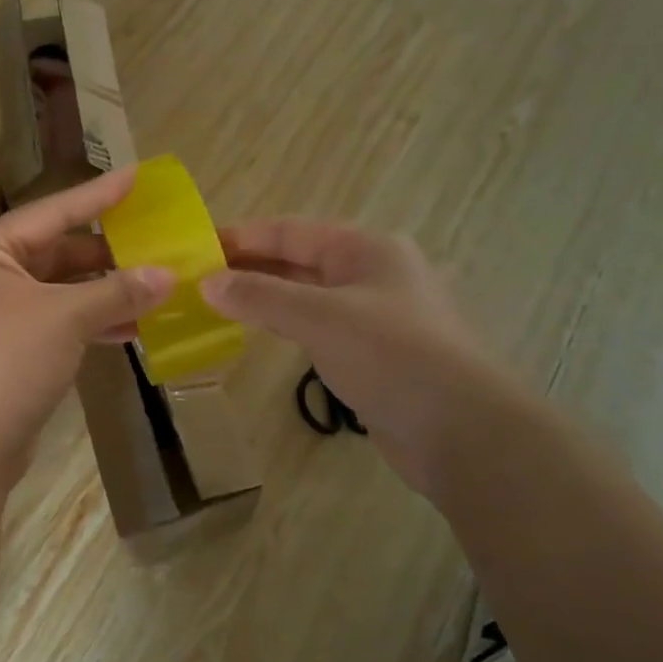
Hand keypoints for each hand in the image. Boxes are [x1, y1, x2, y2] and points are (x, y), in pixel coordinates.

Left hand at [0, 169, 174, 485]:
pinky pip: (54, 325)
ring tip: (154, 289)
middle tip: (156, 245)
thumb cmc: (3, 366)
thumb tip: (168, 274)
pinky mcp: (6, 353)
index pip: (50, 213)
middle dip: (106, 254)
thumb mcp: (64, 320)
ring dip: (103, 293)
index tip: (138, 177)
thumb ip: (116, 292)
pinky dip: (88, 325)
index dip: (97, 196)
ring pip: (58, 293)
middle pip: (55, 254)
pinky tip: (129, 329)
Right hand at [199, 220, 503, 489]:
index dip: (244, 236)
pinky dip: (287, 326)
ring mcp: (378, 316)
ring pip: (309, 296)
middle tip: (200, 277)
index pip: (292, 231)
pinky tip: (262, 333)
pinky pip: (320, 328)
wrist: (462, 430)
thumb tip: (206, 283)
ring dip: (267, 297)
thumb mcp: (320, 317)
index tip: (200, 245)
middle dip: (252, 266)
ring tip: (220, 303)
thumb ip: (261, 297)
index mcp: (368, 249)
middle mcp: (375, 274)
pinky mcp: (376, 354)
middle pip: (301, 261)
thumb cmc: (392, 356)